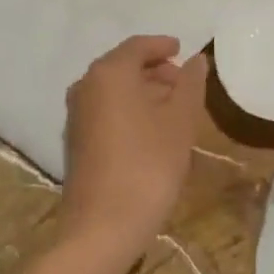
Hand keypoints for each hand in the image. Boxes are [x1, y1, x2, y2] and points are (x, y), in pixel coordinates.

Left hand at [61, 35, 208, 267]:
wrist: (102, 227)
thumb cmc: (148, 165)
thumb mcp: (180, 121)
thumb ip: (190, 84)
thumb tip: (197, 60)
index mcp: (109, 73)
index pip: (138, 46)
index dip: (163, 46)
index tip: (183, 50)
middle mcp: (86, 86)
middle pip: (123, 66)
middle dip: (155, 70)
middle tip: (184, 83)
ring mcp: (76, 114)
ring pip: (114, 89)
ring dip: (143, 91)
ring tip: (174, 108)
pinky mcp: (76, 140)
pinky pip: (106, 110)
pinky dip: (129, 109)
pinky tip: (152, 130)